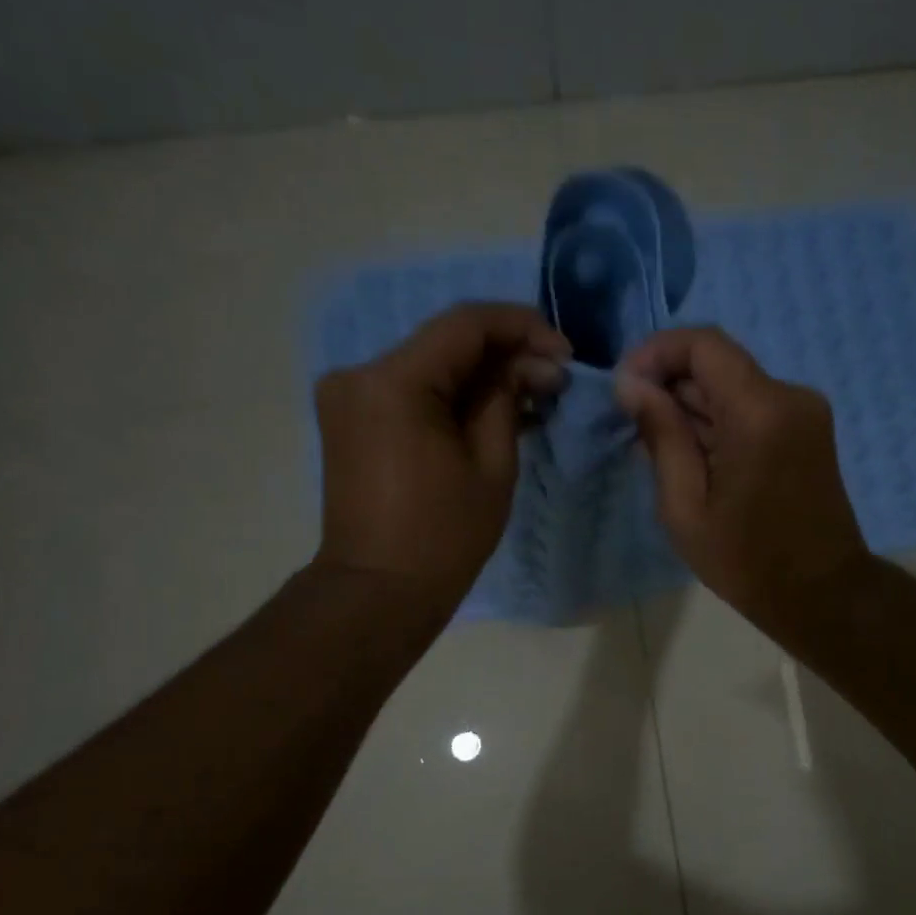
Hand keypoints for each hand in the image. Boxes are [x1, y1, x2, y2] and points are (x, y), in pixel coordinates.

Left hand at [314, 302, 568, 610]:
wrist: (379, 590)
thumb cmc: (444, 535)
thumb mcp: (492, 464)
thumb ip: (509, 398)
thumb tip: (536, 362)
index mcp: (393, 382)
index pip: (465, 324)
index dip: (521, 326)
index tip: (565, 351)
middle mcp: (360, 374)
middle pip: (445, 342)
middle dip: (505, 353)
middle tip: (555, 377)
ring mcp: (350, 396)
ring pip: (430, 365)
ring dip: (482, 375)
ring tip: (533, 395)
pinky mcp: (353, 418)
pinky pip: (412, 390)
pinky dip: (453, 395)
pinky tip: (494, 409)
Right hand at [616, 326, 868, 628]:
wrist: (823, 595)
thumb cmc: (748, 562)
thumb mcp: (686, 508)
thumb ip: (661, 436)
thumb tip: (632, 384)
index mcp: (760, 412)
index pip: (703, 344)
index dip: (656, 354)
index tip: (625, 388)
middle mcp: (789, 396)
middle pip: (718, 365)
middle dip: (669, 386)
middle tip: (634, 429)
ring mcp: (804, 412)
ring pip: (733, 387)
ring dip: (692, 409)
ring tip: (657, 452)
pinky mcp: (808, 430)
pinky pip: (752, 409)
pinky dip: (718, 424)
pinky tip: (694, 460)